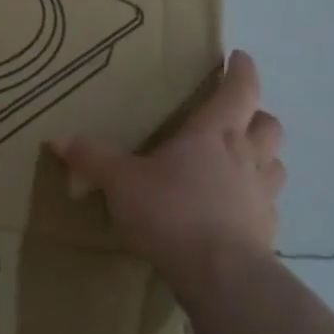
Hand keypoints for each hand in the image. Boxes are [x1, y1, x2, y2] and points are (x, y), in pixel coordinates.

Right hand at [51, 50, 283, 300]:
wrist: (220, 276)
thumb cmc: (172, 212)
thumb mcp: (121, 182)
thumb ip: (92, 158)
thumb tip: (58, 139)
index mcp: (215, 133)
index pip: (240, 89)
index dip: (241, 70)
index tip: (238, 57)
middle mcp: (247, 156)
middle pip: (268, 124)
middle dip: (256, 114)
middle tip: (235, 117)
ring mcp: (262, 195)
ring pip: (276, 163)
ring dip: (263, 156)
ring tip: (239, 161)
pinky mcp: (267, 230)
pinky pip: (267, 204)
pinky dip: (255, 198)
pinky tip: (233, 210)